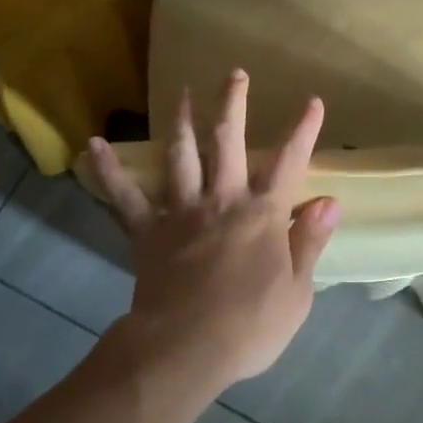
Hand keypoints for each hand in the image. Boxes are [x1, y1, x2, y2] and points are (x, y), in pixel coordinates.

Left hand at [84, 70, 339, 394]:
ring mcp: (182, 211)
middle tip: (234, 73)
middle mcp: (222, 200)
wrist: (184, 349)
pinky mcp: (148, 231)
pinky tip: (93, 146)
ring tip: (180, 92)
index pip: (289, 162)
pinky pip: (125, 196)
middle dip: (233, 104)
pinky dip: (109, 170)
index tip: (312, 101)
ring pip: (182, 155)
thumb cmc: (249, 326)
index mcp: (263, 214)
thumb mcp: (297, 291)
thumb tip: (329, 202)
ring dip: (181, 121)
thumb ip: (310, 242)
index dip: (303, 130)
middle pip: (228, 142)